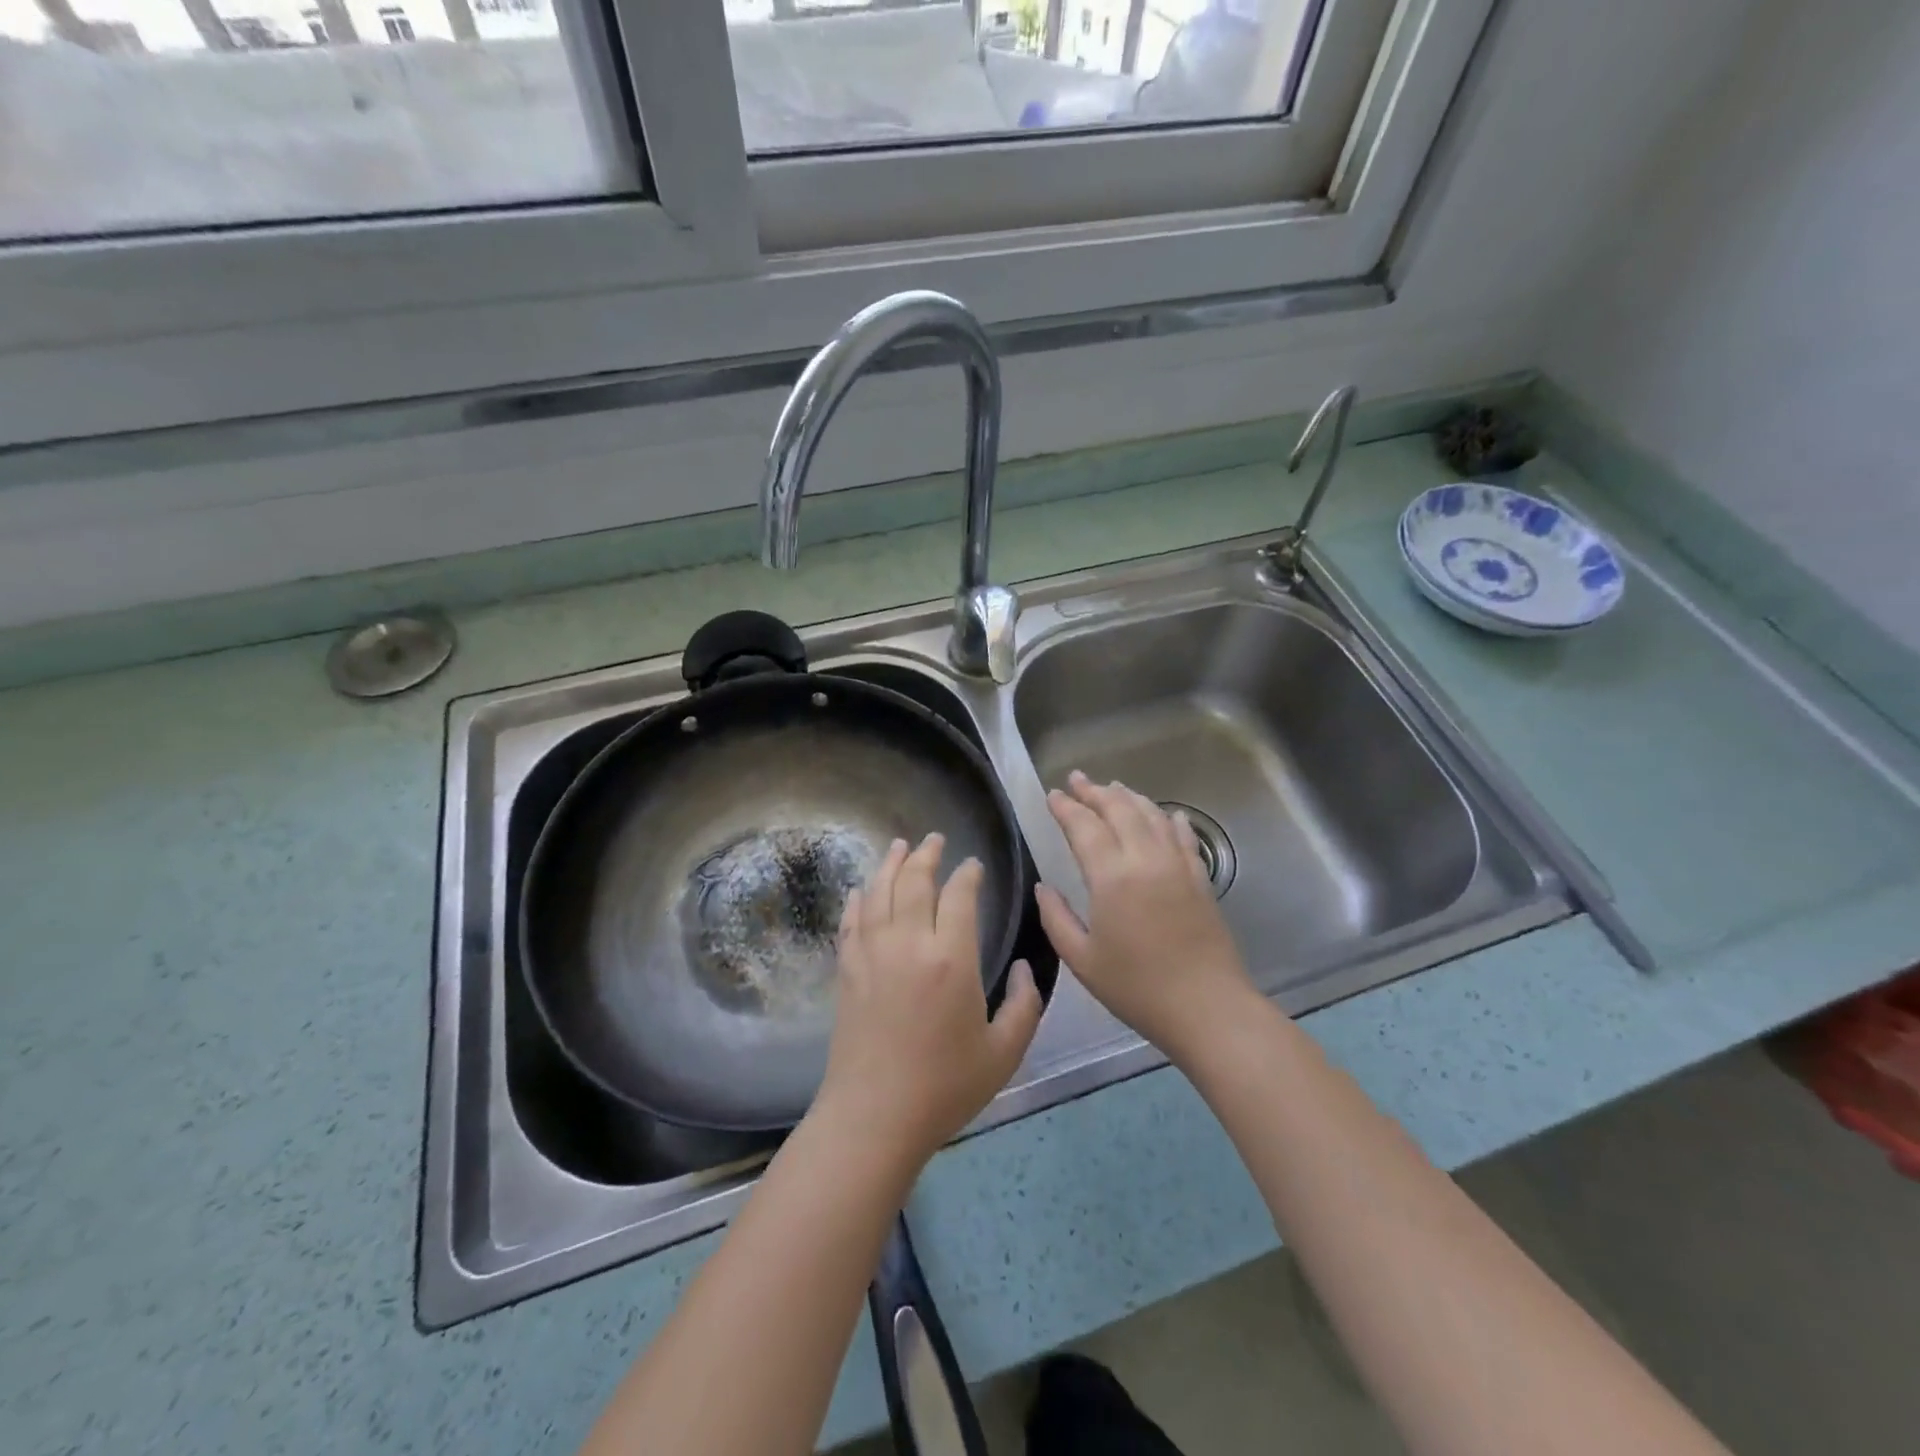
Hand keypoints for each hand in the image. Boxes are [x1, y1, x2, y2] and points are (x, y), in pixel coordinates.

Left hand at [812, 834, 1043, 1171]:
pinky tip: (862, 889)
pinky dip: (858, 899)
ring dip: (890, 864)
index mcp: (952, 959)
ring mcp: (872, 954)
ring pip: (879, 892)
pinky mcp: (847, 970)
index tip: (974, 865)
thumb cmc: (945, 1087)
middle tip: (935, 839)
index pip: (959, 895)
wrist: (873, 1117)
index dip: (968, 874)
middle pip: (914, 881)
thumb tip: (1029, 969)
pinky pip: (851, 922)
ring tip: (899, 846)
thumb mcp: (1004, 1052)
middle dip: (927, 855)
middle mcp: (909, 943)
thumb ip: (1026, 1005)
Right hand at [1036, 772, 1258, 1065]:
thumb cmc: (1136, 988)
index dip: (1066, 808)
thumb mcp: (1082, 960)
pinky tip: (1164, 814)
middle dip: (1094, 791)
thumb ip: (1056, 918)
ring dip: (1129, 797)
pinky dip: (1168, 818)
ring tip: (1112, 787)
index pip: (1084, 827)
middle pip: (1119, 809)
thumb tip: (1043, 887)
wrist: (1207, 1007)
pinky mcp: (1200, 877)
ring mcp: (1177, 865)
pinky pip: (1182, 835)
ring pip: (1151, 814)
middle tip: (1077, 779)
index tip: (1052, 794)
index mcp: (1111, 877)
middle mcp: (1145, 859)